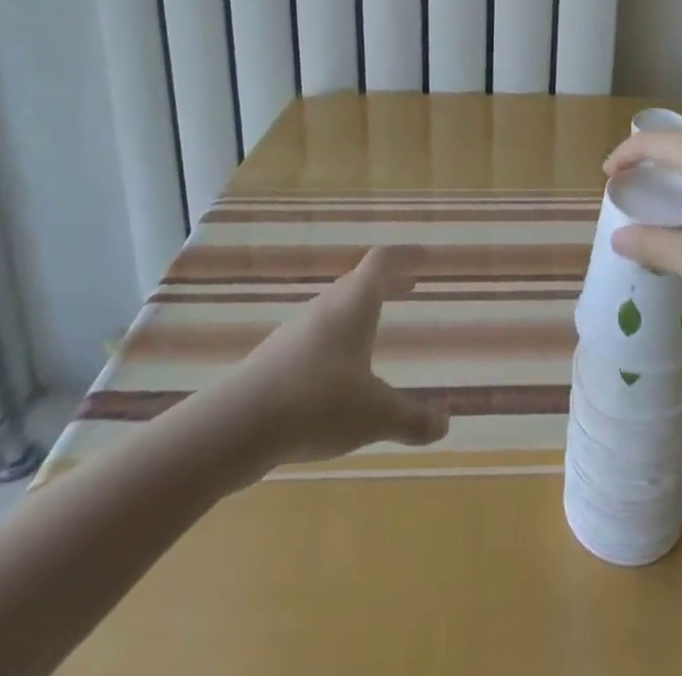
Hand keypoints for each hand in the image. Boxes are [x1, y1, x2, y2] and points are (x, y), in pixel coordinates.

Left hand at [170, 246, 449, 489]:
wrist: (236, 426)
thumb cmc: (318, 403)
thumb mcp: (375, 416)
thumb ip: (412, 419)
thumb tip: (445, 425)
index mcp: (354, 304)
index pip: (382, 261)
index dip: (405, 255)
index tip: (424, 256)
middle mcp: (325, 308)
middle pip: (358, 281)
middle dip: (385, 283)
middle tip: (408, 287)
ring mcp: (296, 332)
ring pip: (334, 309)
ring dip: (358, 311)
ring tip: (375, 328)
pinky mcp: (275, 359)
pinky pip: (315, 336)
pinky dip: (336, 339)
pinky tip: (337, 371)